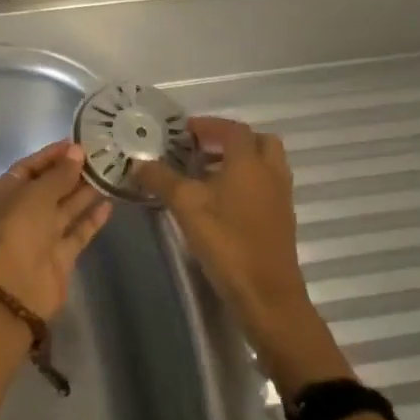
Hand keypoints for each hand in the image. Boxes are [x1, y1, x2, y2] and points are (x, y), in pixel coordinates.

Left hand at [0, 140, 111, 320]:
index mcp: (5, 193)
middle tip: (100, 157)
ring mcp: (41, 235)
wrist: (19, 285)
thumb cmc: (20, 228)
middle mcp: (21, 212)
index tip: (77, 143)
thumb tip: (77, 152)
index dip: (52, 155)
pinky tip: (109, 204)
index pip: (29, 167)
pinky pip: (77, 231)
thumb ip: (59, 174)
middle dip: (71, 172)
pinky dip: (91, 218)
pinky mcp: (59, 255)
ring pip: (65, 208)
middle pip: (49, 187)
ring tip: (109, 174)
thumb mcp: (38, 193)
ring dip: (84, 193)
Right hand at [136, 117, 322, 371]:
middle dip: (229, 140)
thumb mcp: (185, 206)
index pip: (233, 129)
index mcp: (249, 163)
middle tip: (200, 149)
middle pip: (257, 141)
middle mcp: (270, 173)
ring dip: (238, 162)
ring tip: (204, 174)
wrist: (266, 294)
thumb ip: (161, 179)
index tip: (182, 132)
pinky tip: (218, 202)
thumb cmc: (226, 242)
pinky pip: (265, 186)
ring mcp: (280, 197)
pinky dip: (245, 182)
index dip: (208, 125)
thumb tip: (137, 163)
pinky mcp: (281, 219)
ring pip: (264, 165)